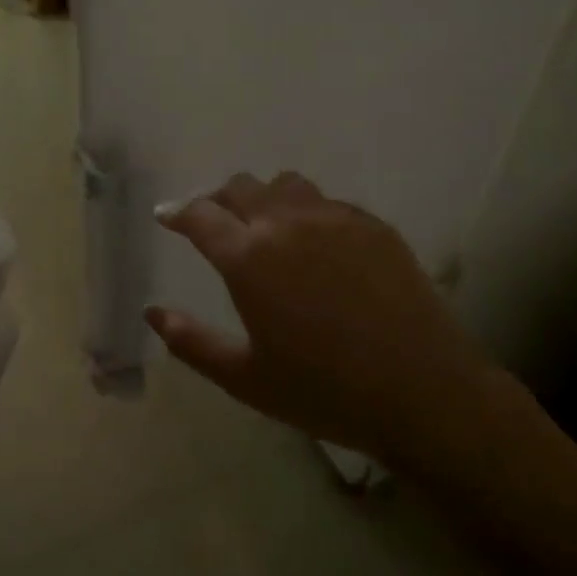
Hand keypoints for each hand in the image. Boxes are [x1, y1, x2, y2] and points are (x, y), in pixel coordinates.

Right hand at [147, 173, 491, 468]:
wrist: (423, 390)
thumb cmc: (324, 390)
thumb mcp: (246, 378)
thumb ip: (192, 342)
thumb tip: (153, 312)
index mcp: (249, 257)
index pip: (200, 215)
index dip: (177, 212)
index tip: (167, 216)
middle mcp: (287, 223)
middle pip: (241, 186)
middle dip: (218, 199)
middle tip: (214, 221)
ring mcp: (335, 218)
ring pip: (286, 184)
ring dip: (265, 197)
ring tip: (266, 225)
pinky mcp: (373, 224)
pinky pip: (328, 201)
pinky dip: (308, 211)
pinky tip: (317, 244)